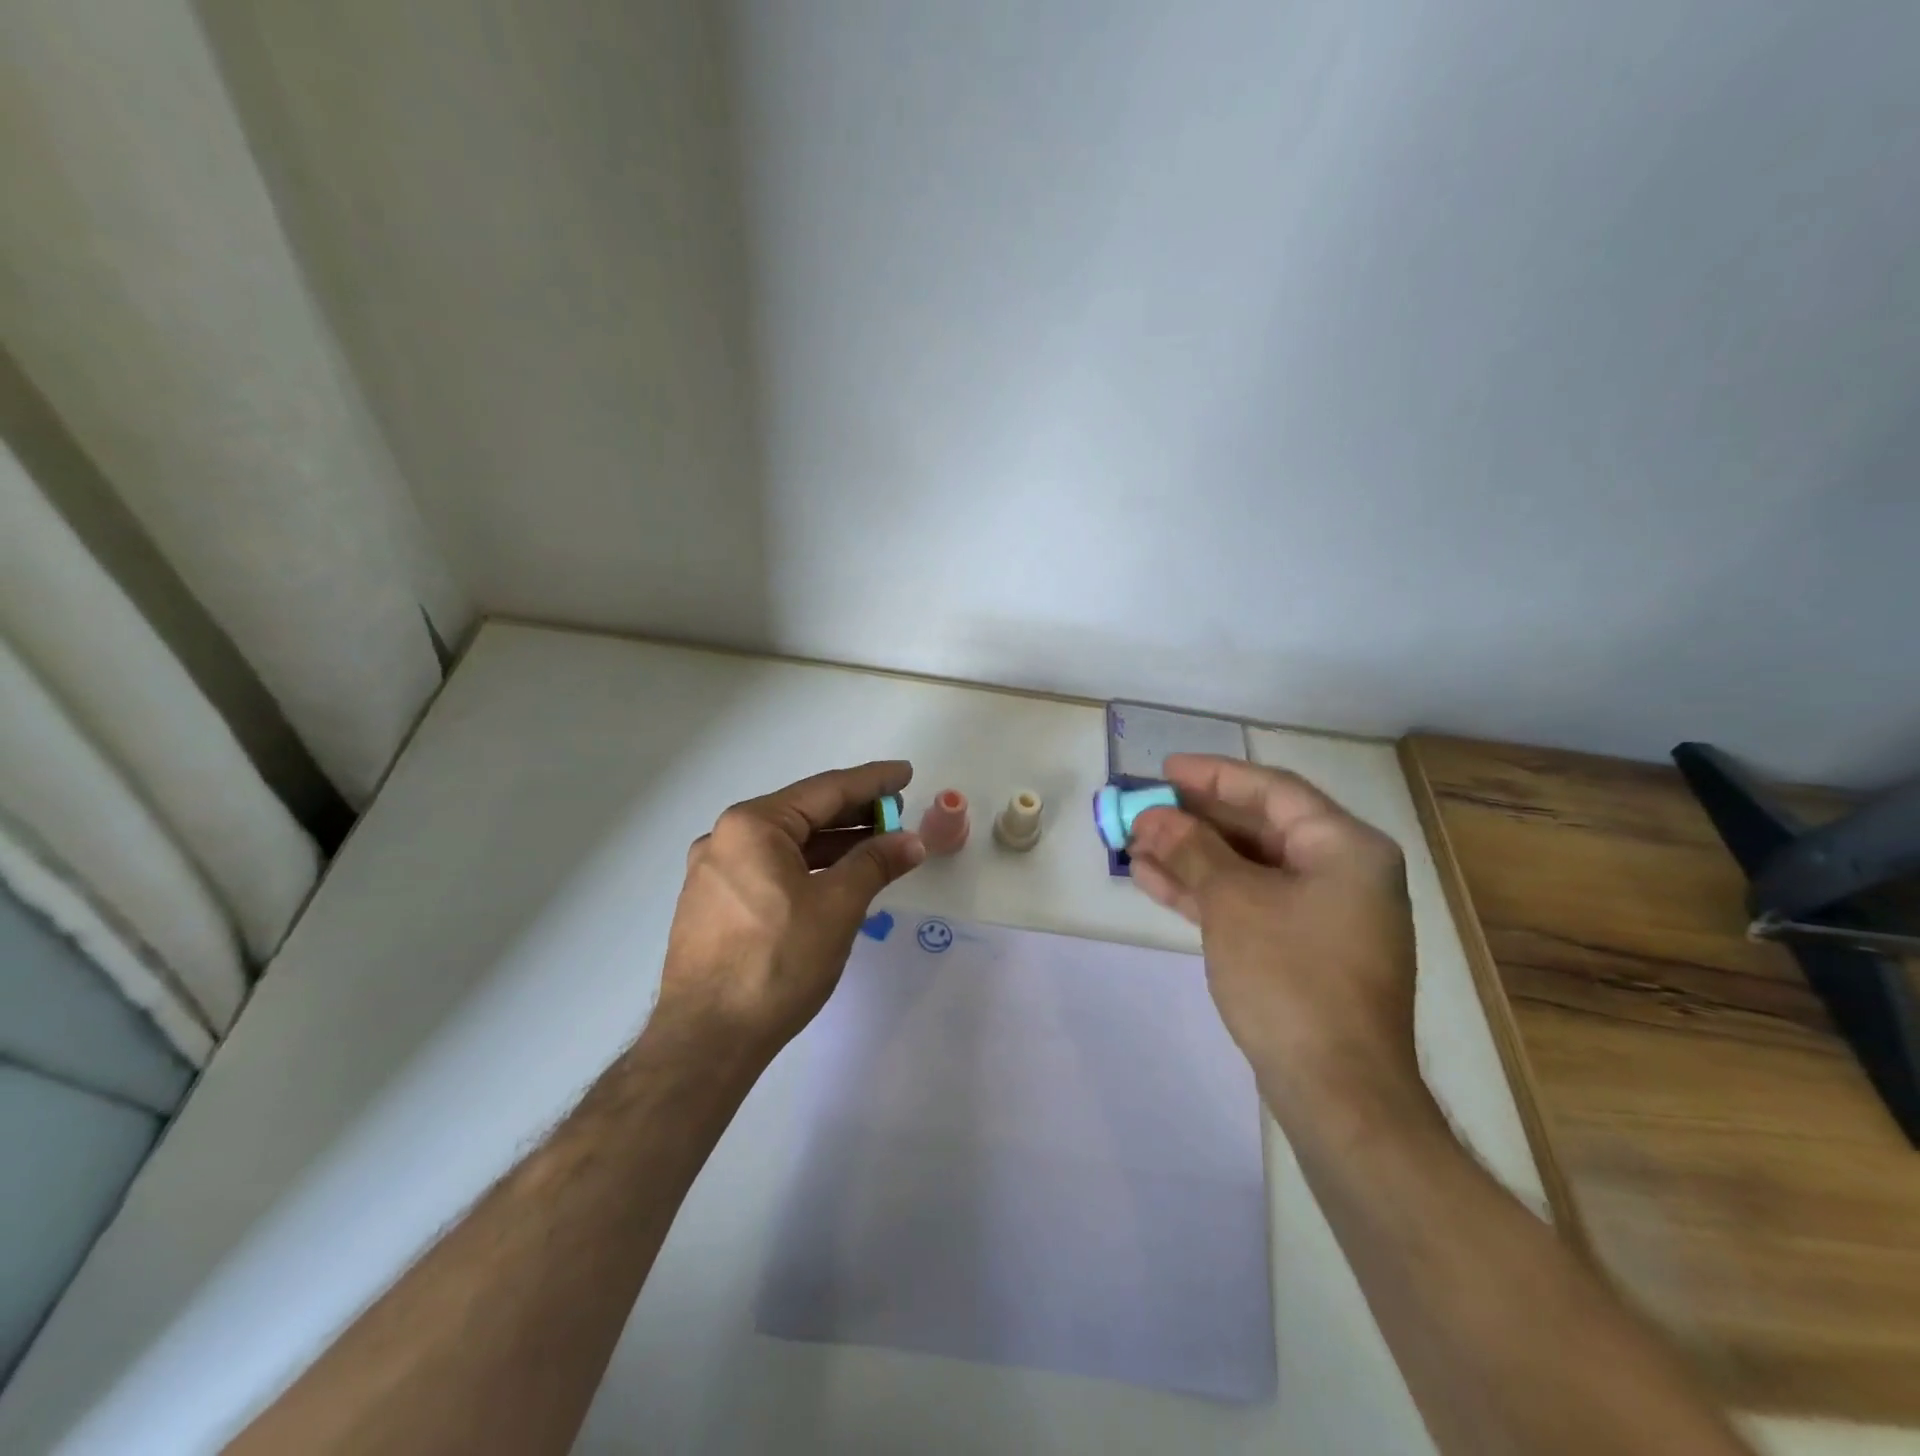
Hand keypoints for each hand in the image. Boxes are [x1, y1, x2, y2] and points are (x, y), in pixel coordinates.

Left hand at [656, 761, 926, 1059]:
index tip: (905, 773)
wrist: (707, 1040)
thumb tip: (911, 841)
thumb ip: (875, 863)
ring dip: (833, 844)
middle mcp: (725, 838)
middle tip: (897, 812)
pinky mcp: (712, 905)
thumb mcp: (837, 907)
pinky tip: (834, 879)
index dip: (872, 781)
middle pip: (803, 814)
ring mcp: (713, 873)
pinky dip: (807, 868)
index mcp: (752, 826)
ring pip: (786, 845)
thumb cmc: (776, 962)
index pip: (825, 790)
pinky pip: (769, 870)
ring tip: (876, 846)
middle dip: (854, 813)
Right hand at [1127, 754, 1420, 1123]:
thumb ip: (1191, 850)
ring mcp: (1323, 914)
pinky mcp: (1302, 950)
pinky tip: (1154, 881)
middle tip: (1142, 810)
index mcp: (1345, 848)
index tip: (1164, 770)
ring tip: (1133, 845)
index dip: (1213, 776)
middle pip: (1258, 828)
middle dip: (1194, 820)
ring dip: (1190, 856)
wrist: (1337, 1091)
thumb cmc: (1291, 978)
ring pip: (1247, 867)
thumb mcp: (1233, 902)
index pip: (1272, 791)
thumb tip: (1153, 816)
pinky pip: (1249, 903)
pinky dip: (1205, 892)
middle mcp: (1342, 873)